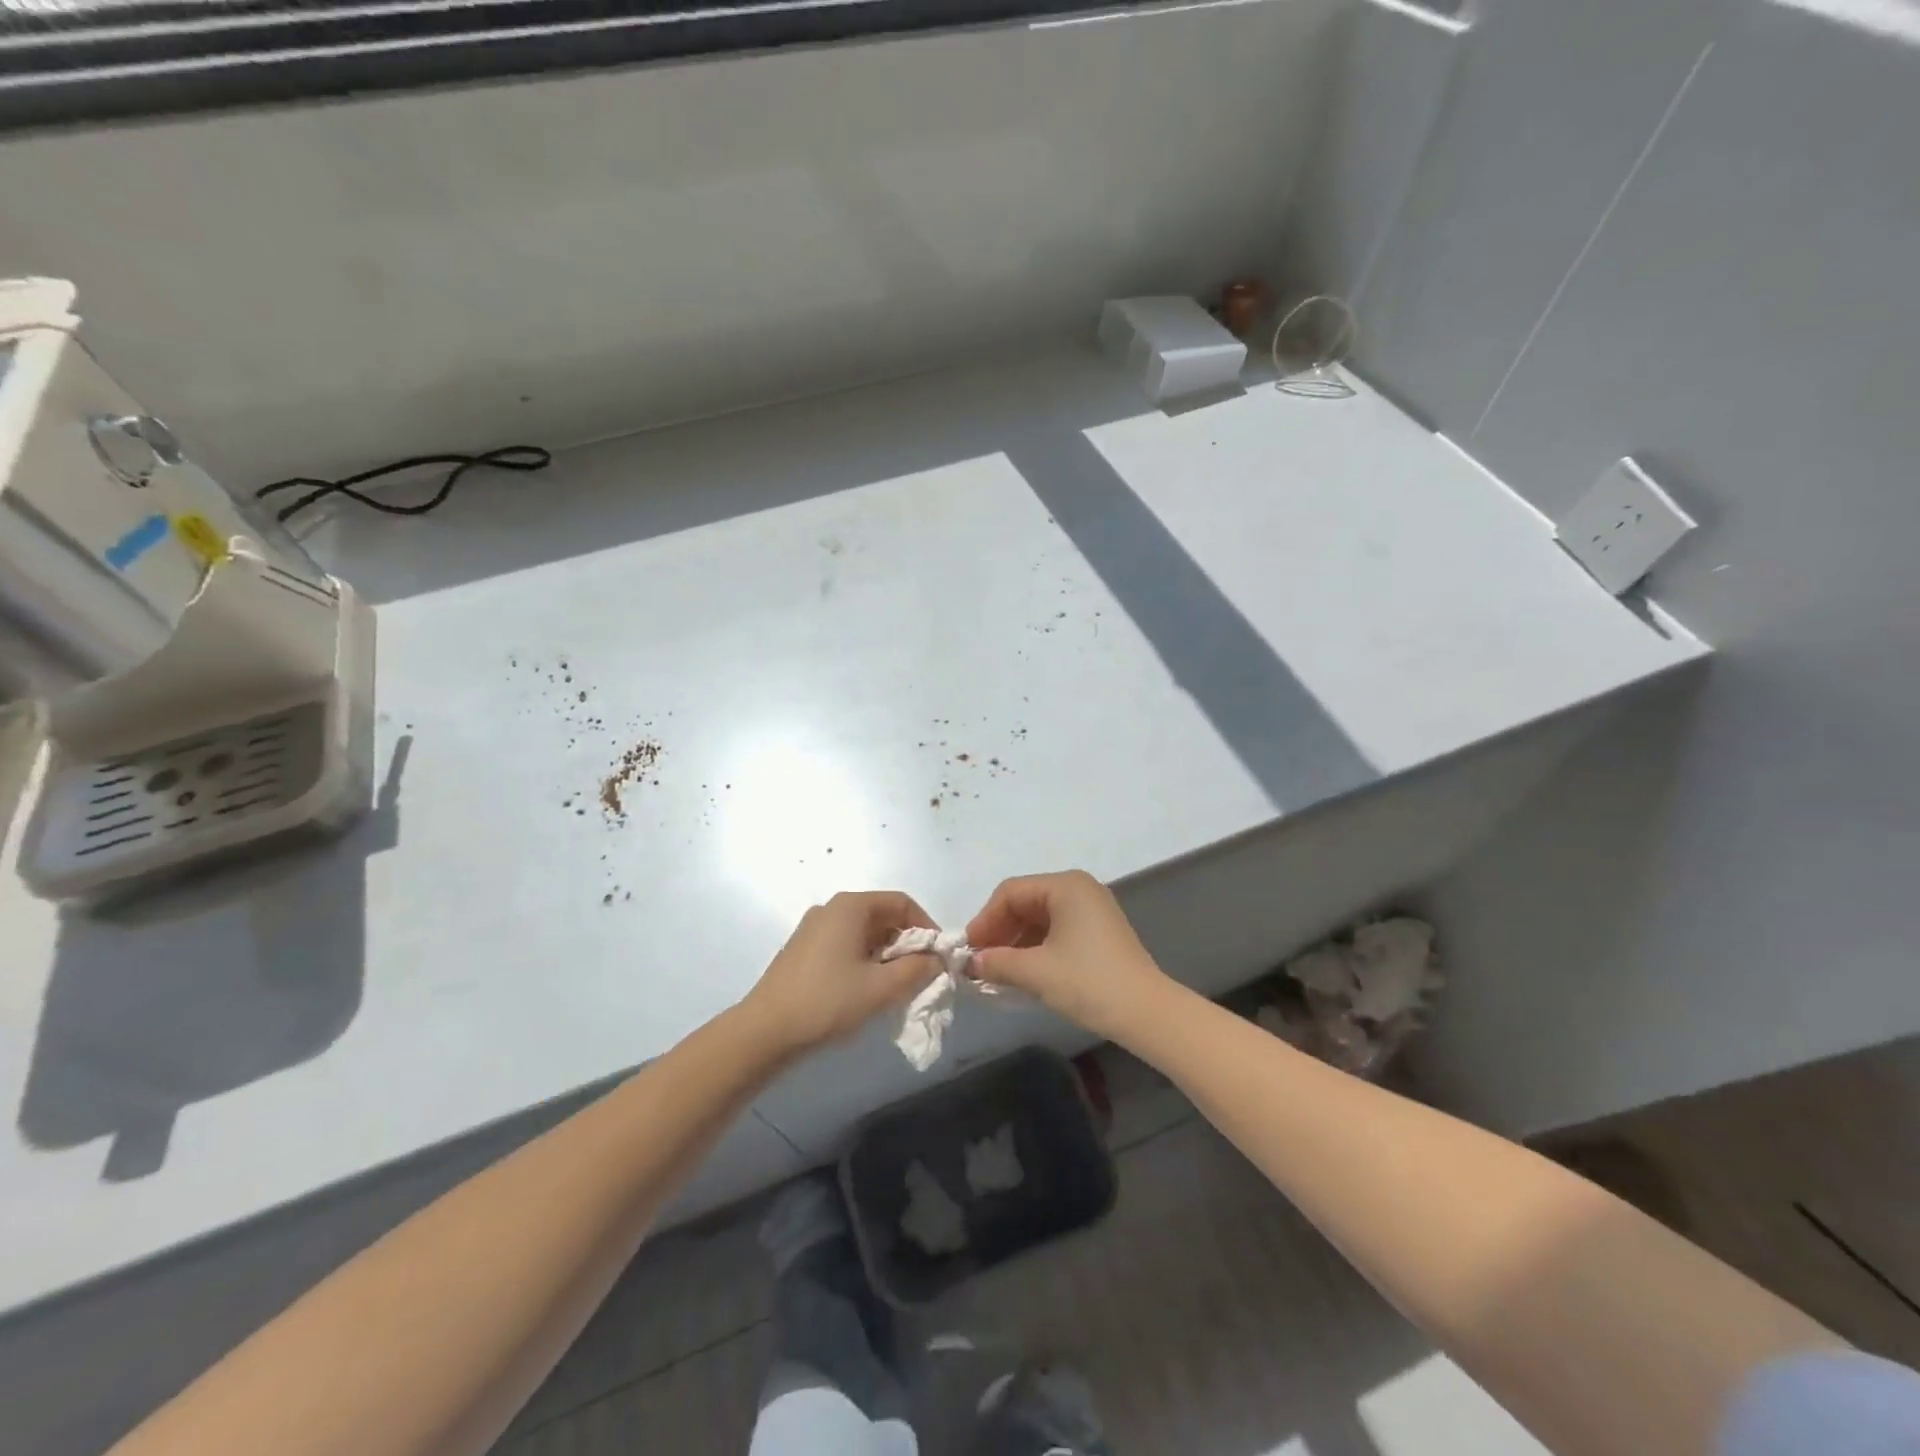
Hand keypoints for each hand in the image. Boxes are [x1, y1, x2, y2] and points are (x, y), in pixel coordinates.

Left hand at [743, 891, 942, 1055]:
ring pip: (864, 933)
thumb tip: (936, 959)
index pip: (902, 903)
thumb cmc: (828, 1002)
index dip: (927, 927)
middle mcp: (831, 909)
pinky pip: (845, 946)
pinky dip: (864, 961)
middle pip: (882, 916)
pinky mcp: (803, 951)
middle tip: (920, 975)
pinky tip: (865, 991)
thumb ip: (917, 969)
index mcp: (850, 906)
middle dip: (907, 943)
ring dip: (886, 955)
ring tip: (896, 987)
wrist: (764, 1033)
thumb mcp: (882, 988)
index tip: (939, 957)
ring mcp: (813, 929)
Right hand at [965, 870, 1171, 1042]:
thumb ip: (997, 962)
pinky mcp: (1099, 933)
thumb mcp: (1035, 972)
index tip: (969, 951)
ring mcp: (1092, 910)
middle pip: (1025, 902)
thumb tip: (971, 963)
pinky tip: (1024, 973)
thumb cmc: (1088, 982)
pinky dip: (1036, 948)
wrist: (1147, 1013)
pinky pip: (1056, 931)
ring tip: (998, 972)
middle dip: (999, 931)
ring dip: (1016, 943)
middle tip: (980, 962)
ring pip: (1040, 918)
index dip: (985, 920)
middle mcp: (1079, 889)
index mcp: (1065, 886)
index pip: (1010, 893)